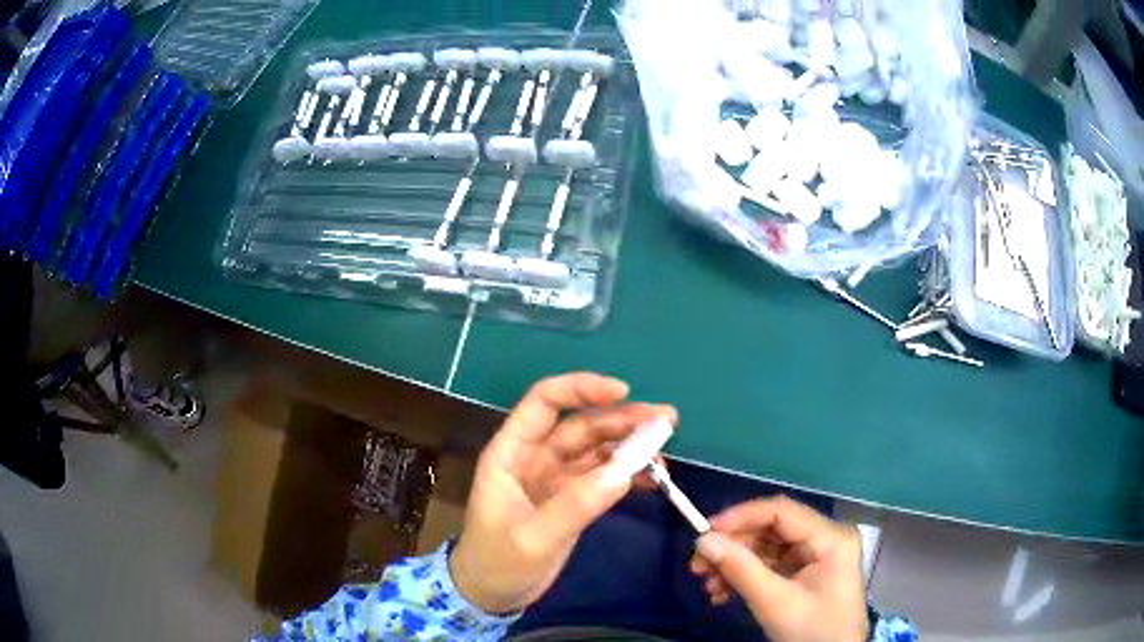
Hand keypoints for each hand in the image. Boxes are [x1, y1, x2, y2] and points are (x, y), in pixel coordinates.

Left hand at [449, 372, 676, 614]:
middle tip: (666, 420)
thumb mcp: (533, 538)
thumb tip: (624, 472)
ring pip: (596, 449)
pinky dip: (628, 473)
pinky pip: (603, 477)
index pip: (543, 403)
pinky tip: (653, 477)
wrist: (491, 595)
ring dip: (630, 444)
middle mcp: (534, 458)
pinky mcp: (571, 499)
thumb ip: (576, 506)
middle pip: (581, 425)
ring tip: (666, 446)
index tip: (624, 392)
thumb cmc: (497, 563)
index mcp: (511, 454)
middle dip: (622, 419)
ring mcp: (555, 479)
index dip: (581, 389)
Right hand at [690, 496, 868, 641]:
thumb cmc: (812, 631)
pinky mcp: (804, 571)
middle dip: (733, 546)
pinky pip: (769, 564)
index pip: (781, 512)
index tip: (704, 533)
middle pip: (770, 529)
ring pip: (766, 547)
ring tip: (707, 586)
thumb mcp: (775, 603)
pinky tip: (722, 594)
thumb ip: (741, 570)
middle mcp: (824, 537)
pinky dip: (744, 576)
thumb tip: (703, 541)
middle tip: (697, 566)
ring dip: (734, 564)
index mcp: (830, 537)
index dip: (740, 517)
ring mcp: (815, 555)